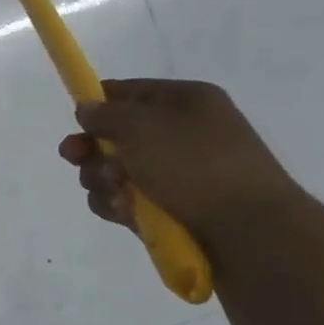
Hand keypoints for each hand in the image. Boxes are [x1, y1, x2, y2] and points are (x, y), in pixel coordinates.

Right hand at [58, 79, 301, 246]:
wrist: (248, 232)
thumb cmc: (194, 166)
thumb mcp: (141, 127)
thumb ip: (105, 114)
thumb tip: (87, 108)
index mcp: (185, 101)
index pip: (129, 91)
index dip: (98, 104)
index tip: (75, 122)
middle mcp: (181, 133)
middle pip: (116, 135)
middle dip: (92, 150)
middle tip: (75, 159)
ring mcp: (176, 174)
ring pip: (115, 171)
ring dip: (102, 181)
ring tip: (116, 193)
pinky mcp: (169, 209)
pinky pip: (127, 201)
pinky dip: (118, 205)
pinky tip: (124, 213)